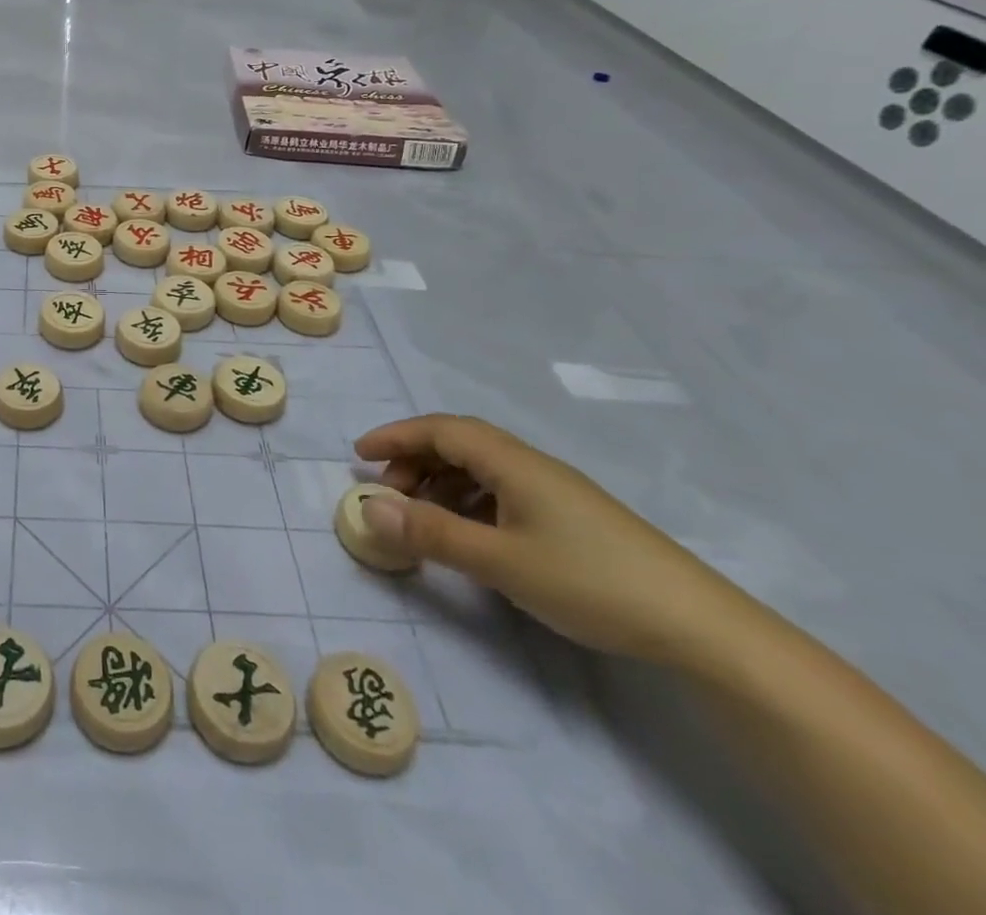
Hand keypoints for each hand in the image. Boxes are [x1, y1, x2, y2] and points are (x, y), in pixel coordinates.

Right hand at [354, 414, 751, 665]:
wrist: (701, 629)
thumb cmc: (590, 582)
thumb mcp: (500, 561)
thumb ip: (431, 533)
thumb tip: (367, 508)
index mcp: (513, 463)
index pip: (440, 429)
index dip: (395, 436)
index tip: (358, 455)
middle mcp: (531, 466)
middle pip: (459, 443)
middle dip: (414, 460)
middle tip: (387, 493)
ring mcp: (555, 492)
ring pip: (481, 469)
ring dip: (441, 482)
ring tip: (421, 517)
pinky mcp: (571, 519)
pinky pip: (502, 492)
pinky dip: (469, 502)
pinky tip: (469, 534)